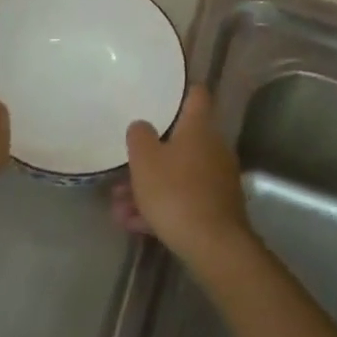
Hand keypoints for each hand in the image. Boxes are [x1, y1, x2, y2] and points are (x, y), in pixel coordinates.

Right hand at [120, 86, 252, 271]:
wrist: (214, 246)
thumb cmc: (176, 192)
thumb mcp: (145, 160)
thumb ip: (139, 136)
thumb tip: (142, 126)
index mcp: (199, 128)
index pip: (196, 95)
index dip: (181, 90)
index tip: (164, 92)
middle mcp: (213, 148)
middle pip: (179, 142)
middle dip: (150, 156)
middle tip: (124, 170)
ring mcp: (217, 179)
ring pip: (177, 175)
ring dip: (149, 188)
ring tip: (119, 207)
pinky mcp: (217, 209)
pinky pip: (184, 199)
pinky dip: (161, 208)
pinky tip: (134, 225)